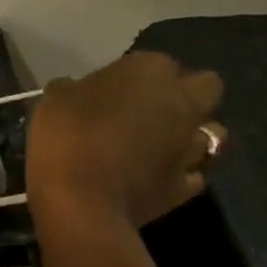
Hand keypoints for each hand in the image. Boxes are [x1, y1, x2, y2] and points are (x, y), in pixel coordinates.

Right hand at [26, 51, 224, 237]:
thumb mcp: (53, 102)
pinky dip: (182, 173)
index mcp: (149, 71)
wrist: (81, 205)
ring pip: (213, 131)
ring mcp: (191, 145)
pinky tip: (158, 178)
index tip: (106, 93)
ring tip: (161, 146)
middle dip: (185, 94)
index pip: (151, 61)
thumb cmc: (66, 140)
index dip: (131, 77)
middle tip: (150, 110)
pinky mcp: (187, 185)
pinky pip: (196, 173)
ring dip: (191, 134)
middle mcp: (182, 101)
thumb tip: (76, 91)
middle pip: (206, 85)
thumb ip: (72, 90)